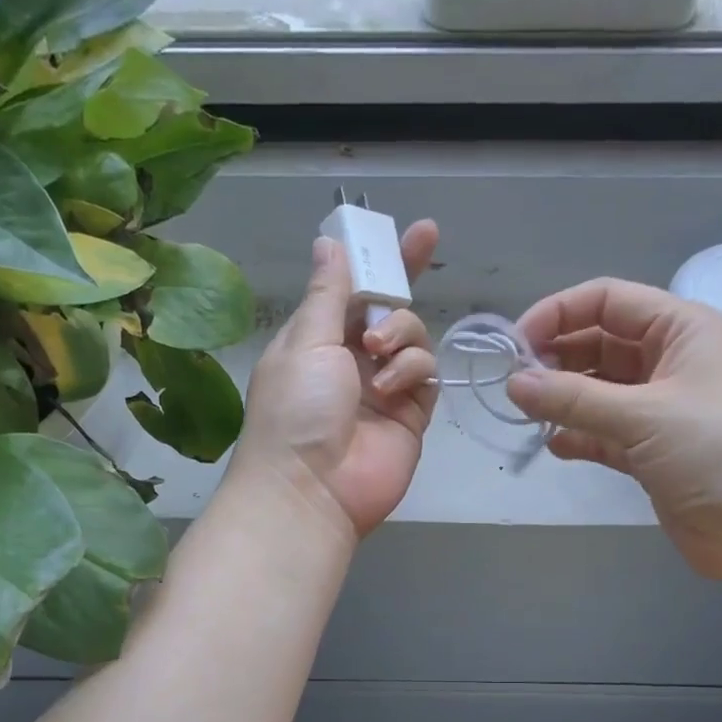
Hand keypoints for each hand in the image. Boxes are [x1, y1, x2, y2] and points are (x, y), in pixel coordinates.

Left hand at [232, 222, 440, 539]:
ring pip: (414, 337)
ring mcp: (385, 388)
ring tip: (377, 353)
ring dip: (400, 332)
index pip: (353, 288)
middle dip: (404, 278)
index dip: (379, 259)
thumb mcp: (305, 342)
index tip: (409, 230)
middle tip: (425, 243)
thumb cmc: (295, 410)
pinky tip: (390, 388)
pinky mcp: (411, 415)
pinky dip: (411, 370)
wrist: (310, 491)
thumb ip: (328, 292)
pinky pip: (425, 374)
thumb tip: (328, 243)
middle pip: (390, 308)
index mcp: (318, 338)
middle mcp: (352, 360)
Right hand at [507, 279, 721, 583]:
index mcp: (682, 329)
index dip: (559, 313)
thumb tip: (512, 384)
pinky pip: (606, 433)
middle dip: (557, 359)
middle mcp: (672, 361)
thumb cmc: (717, 451)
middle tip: (515, 385)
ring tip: (526, 414)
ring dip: (564, 399)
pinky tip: (555, 445)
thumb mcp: (643, 415)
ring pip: (600, 391)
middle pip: (601, 344)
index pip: (609, 301)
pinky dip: (580, 436)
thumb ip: (573, 399)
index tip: (515, 344)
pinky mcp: (654, 452)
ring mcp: (663, 409)